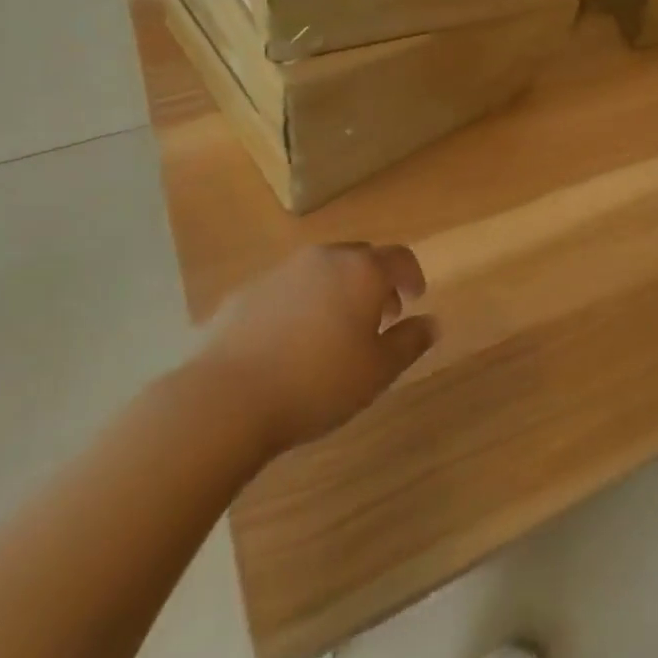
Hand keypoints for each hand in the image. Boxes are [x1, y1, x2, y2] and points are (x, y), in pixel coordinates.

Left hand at [192, 243, 435, 454]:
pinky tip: (291, 341)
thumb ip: (410, 342)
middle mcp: (325, 258)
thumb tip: (432, 323)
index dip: (412, 276)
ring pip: (322, 270)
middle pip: (360, 258)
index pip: (399, 258)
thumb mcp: (377, 371)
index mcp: (362, 270)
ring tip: (334, 331)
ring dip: (337, 291)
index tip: (415, 298)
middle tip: (380, 317)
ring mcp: (282, 271)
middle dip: (375, 282)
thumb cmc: (317, 383)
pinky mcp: (247, 291)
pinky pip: (287, 289)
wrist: (225, 399)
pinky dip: (300, 304)